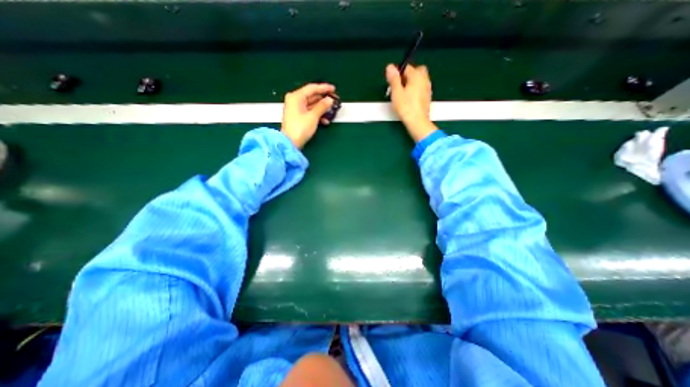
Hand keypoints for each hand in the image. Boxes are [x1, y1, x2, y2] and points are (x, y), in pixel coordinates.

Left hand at [278, 82, 335, 147]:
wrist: (290, 143)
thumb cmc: (300, 129)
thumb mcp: (313, 116)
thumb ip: (322, 106)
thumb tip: (329, 100)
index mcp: (296, 97)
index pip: (312, 88)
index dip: (324, 88)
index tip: (333, 89)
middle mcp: (295, 100)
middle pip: (312, 96)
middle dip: (323, 99)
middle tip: (334, 100)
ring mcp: (296, 109)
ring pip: (311, 105)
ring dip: (322, 108)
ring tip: (331, 111)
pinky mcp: (298, 117)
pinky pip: (309, 112)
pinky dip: (317, 115)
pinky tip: (325, 121)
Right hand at [385, 63, 437, 141]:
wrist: (417, 121)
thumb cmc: (406, 107)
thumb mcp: (396, 92)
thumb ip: (393, 79)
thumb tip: (390, 66)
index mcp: (416, 75)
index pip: (406, 67)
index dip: (398, 74)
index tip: (392, 84)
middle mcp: (424, 79)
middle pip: (417, 70)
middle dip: (408, 75)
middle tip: (400, 86)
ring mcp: (427, 88)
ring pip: (420, 79)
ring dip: (412, 82)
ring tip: (404, 93)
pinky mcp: (428, 96)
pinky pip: (422, 87)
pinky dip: (416, 89)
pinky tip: (410, 99)